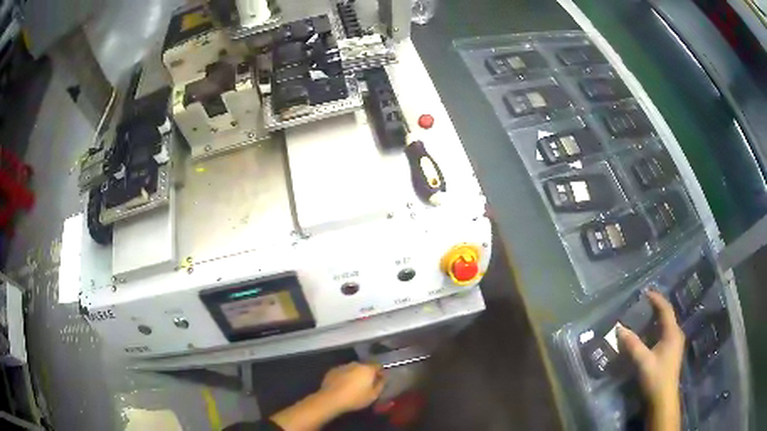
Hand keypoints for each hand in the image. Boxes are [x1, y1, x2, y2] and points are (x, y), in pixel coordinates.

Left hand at [316, 362, 385, 414]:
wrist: (331, 399)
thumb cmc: (355, 398)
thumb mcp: (373, 395)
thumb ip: (380, 385)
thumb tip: (383, 378)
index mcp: (367, 369)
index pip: (378, 366)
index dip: (380, 373)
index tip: (380, 380)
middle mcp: (355, 364)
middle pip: (364, 367)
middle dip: (366, 374)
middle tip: (366, 384)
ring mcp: (343, 366)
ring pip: (352, 369)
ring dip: (355, 375)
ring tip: (353, 386)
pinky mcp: (332, 370)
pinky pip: (342, 372)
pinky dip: (344, 377)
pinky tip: (342, 386)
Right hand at [617, 290, 684, 430]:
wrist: (663, 399)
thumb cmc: (656, 378)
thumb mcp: (643, 361)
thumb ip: (632, 344)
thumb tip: (619, 327)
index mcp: (672, 333)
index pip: (666, 309)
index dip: (656, 299)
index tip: (645, 292)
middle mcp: (676, 334)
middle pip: (668, 315)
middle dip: (657, 307)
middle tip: (644, 302)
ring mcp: (675, 344)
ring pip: (667, 324)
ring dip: (657, 318)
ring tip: (645, 314)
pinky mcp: (672, 352)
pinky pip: (666, 333)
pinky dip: (658, 328)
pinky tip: (650, 333)